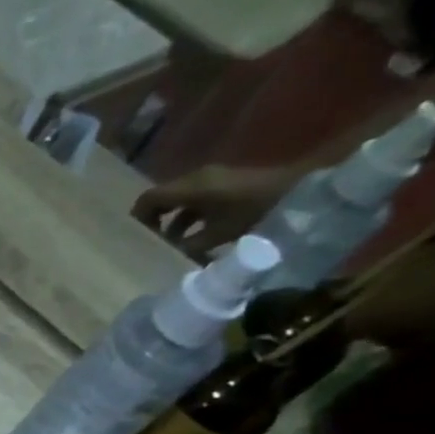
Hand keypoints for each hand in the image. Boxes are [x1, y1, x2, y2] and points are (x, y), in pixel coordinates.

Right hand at [131, 164, 299, 257]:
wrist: (298, 191)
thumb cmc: (254, 213)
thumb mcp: (217, 234)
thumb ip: (187, 245)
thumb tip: (167, 254)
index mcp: (190, 188)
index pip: (148, 199)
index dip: (137, 218)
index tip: (136, 239)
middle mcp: (196, 179)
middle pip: (160, 198)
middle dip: (152, 221)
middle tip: (151, 244)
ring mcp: (211, 179)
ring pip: (177, 200)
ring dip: (171, 221)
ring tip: (172, 244)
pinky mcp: (223, 184)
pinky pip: (194, 199)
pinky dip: (187, 216)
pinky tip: (193, 235)